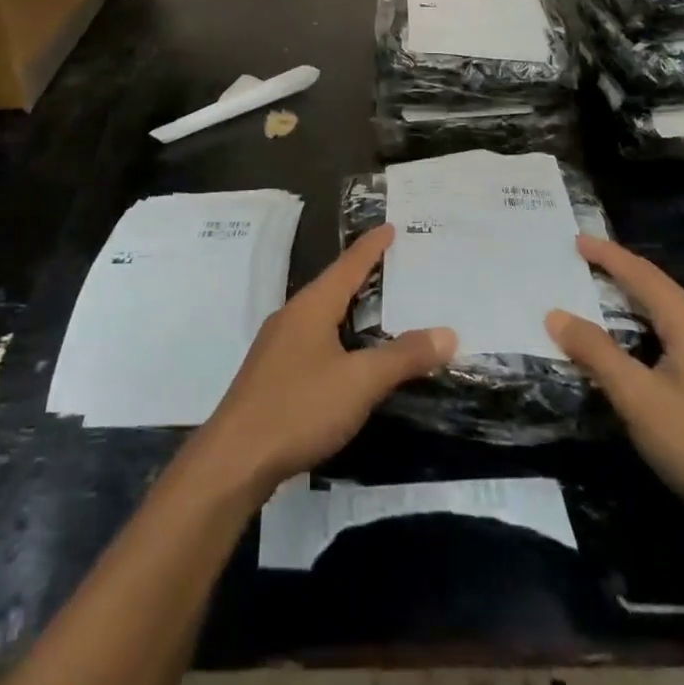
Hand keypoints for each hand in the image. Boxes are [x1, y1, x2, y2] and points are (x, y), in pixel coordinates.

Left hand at [194, 225, 455, 498]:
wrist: (235, 458)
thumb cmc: (300, 407)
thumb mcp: (360, 382)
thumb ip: (403, 356)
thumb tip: (447, 332)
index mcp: (311, 306)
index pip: (348, 265)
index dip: (371, 247)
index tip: (390, 226)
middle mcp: (292, 316)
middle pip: (332, 286)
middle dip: (362, 275)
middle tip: (393, 267)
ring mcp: (277, 346)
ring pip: (321, 315)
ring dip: (348, 308)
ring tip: (376, 309)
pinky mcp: (271, 374)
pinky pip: (312, 340)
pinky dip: (336, 337)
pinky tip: (345, 357)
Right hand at [546, 236, 683, 537]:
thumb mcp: (638, 398)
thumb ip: (597, 353)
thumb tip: (556, 314)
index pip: (645, 276)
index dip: (609, 256)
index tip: (577, 240)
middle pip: (662, 291)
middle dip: (624, 272)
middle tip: (586, 261)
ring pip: (673, 317)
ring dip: (638, 301)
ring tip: (606, 296)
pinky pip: (680, 340)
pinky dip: (650, 329)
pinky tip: (640, 348)